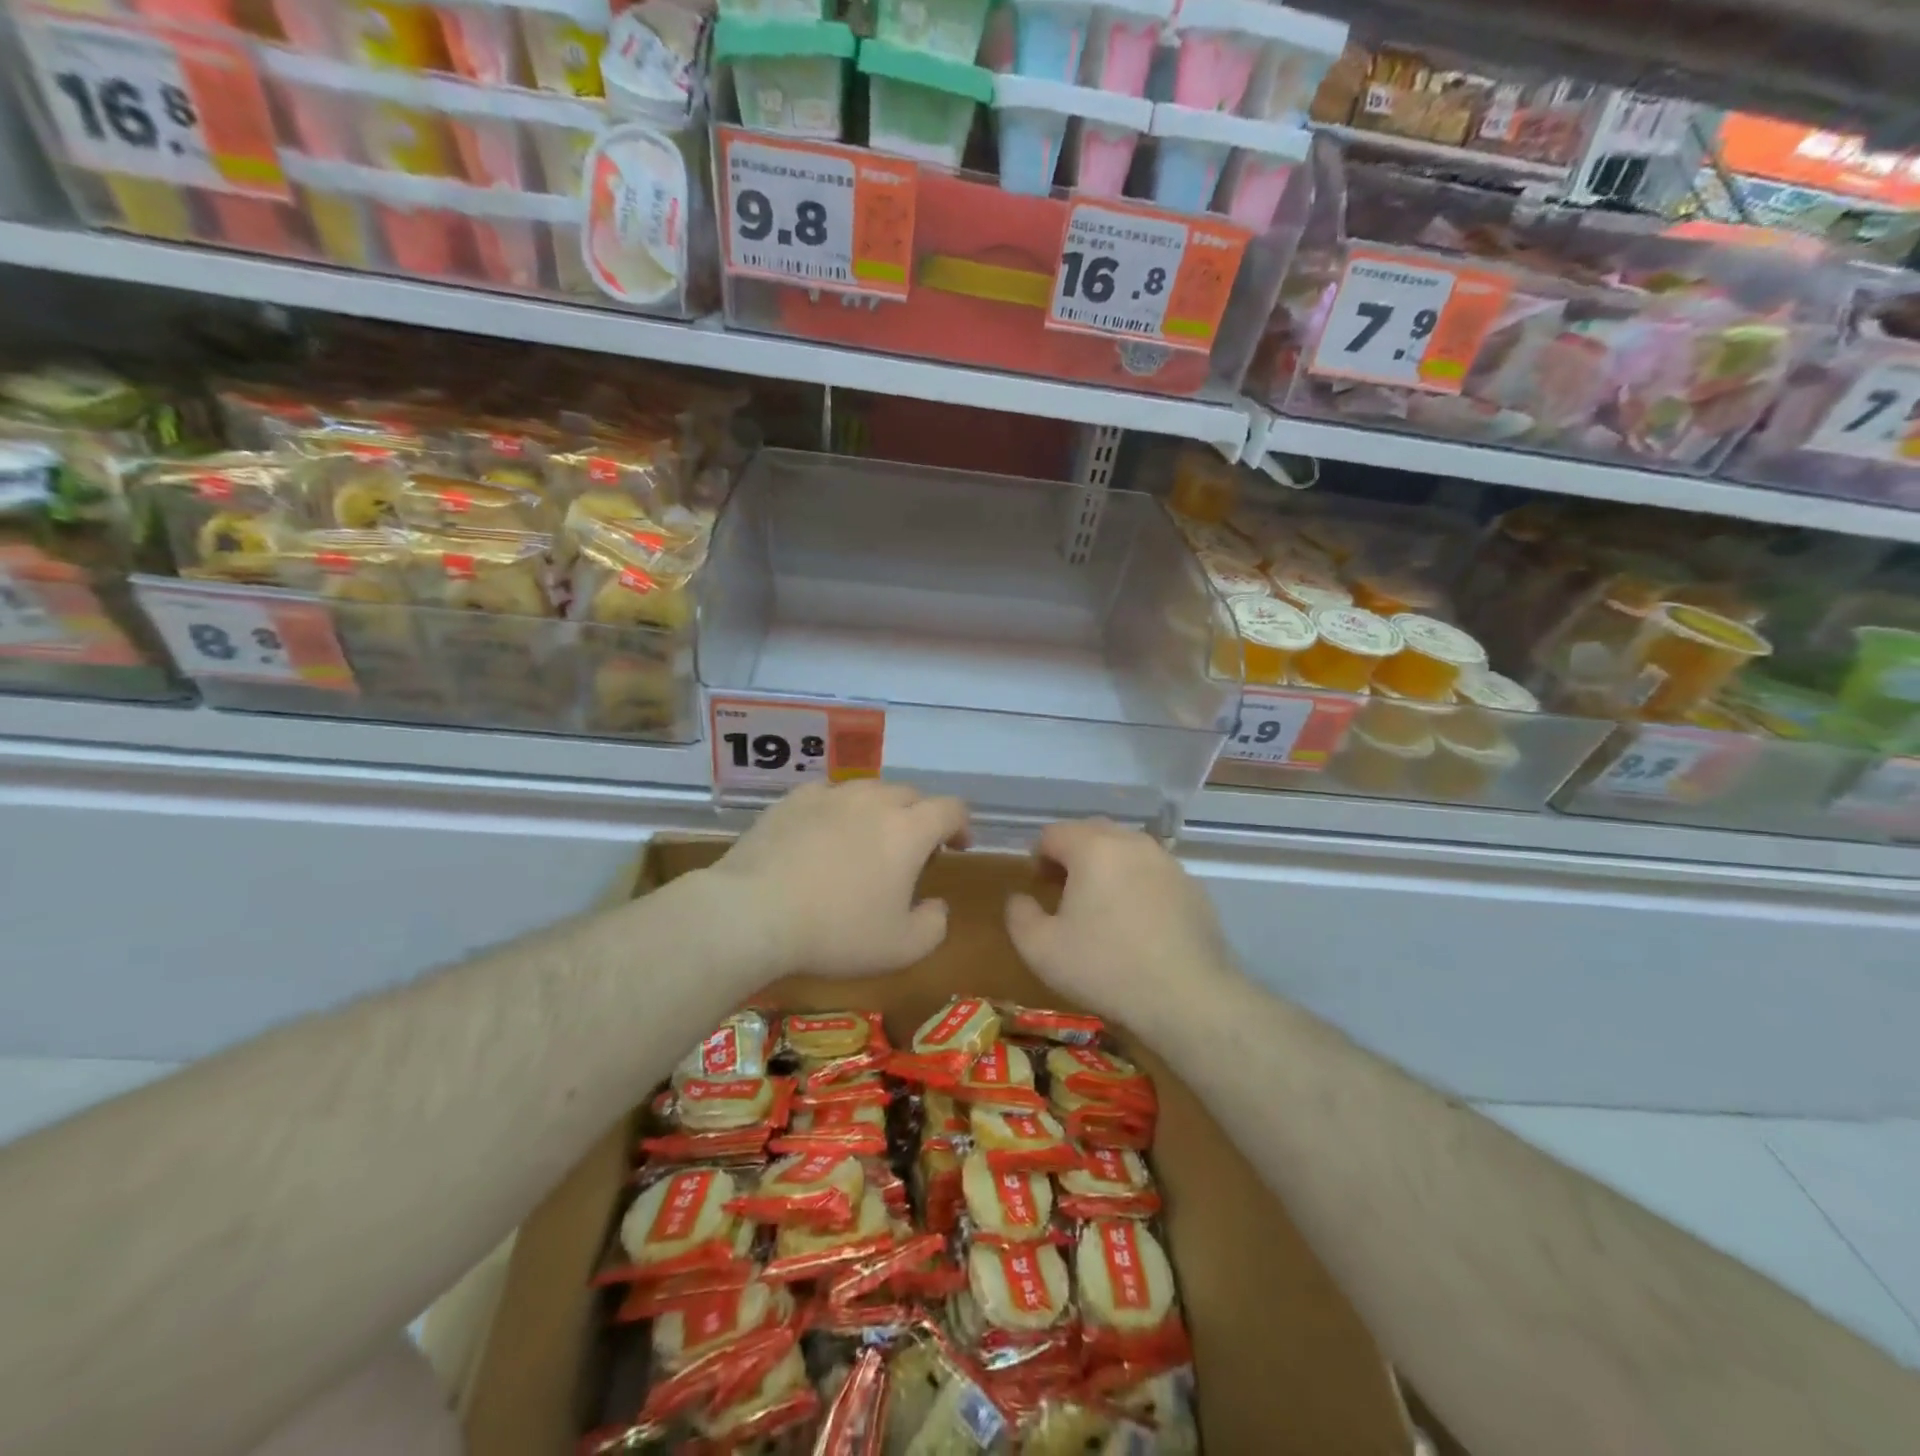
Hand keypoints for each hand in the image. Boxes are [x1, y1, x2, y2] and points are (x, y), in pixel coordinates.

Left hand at [707, 779, 968, 978]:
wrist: (754, 913)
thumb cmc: (836, 933)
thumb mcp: (901, 948)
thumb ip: (934, 925)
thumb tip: (937, 906)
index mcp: (909, 830)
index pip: (951, 809)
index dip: (960, 825)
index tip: (957, 847)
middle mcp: (874, 801)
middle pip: (911, 795)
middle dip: (920, 818)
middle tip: (910, 852)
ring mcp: (831, 795)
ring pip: (869, 789)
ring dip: (880, 810)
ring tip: (866, 839)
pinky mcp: (793, 799)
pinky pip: (828, 794)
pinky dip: (837, 809)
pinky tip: (824, 833)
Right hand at [1006, 818, 1234, 1029]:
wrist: (1188, 998)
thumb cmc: (1105, 968)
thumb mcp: (1040, 949)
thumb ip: (1019, 914)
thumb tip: (1020, 898)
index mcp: (1093, 848)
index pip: (1054, 833)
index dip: (1039, 857)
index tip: (1039, 888)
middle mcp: (1132, 843)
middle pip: (1092, 833)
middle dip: (1073, 856)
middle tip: (1065, 894)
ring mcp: (1168, 863)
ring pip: (1126, 851)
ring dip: (1107, 868)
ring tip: (1102, 907)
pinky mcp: (1193, 888)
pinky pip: (1154, 874)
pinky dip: (1138, 886)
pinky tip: (1138, 925)